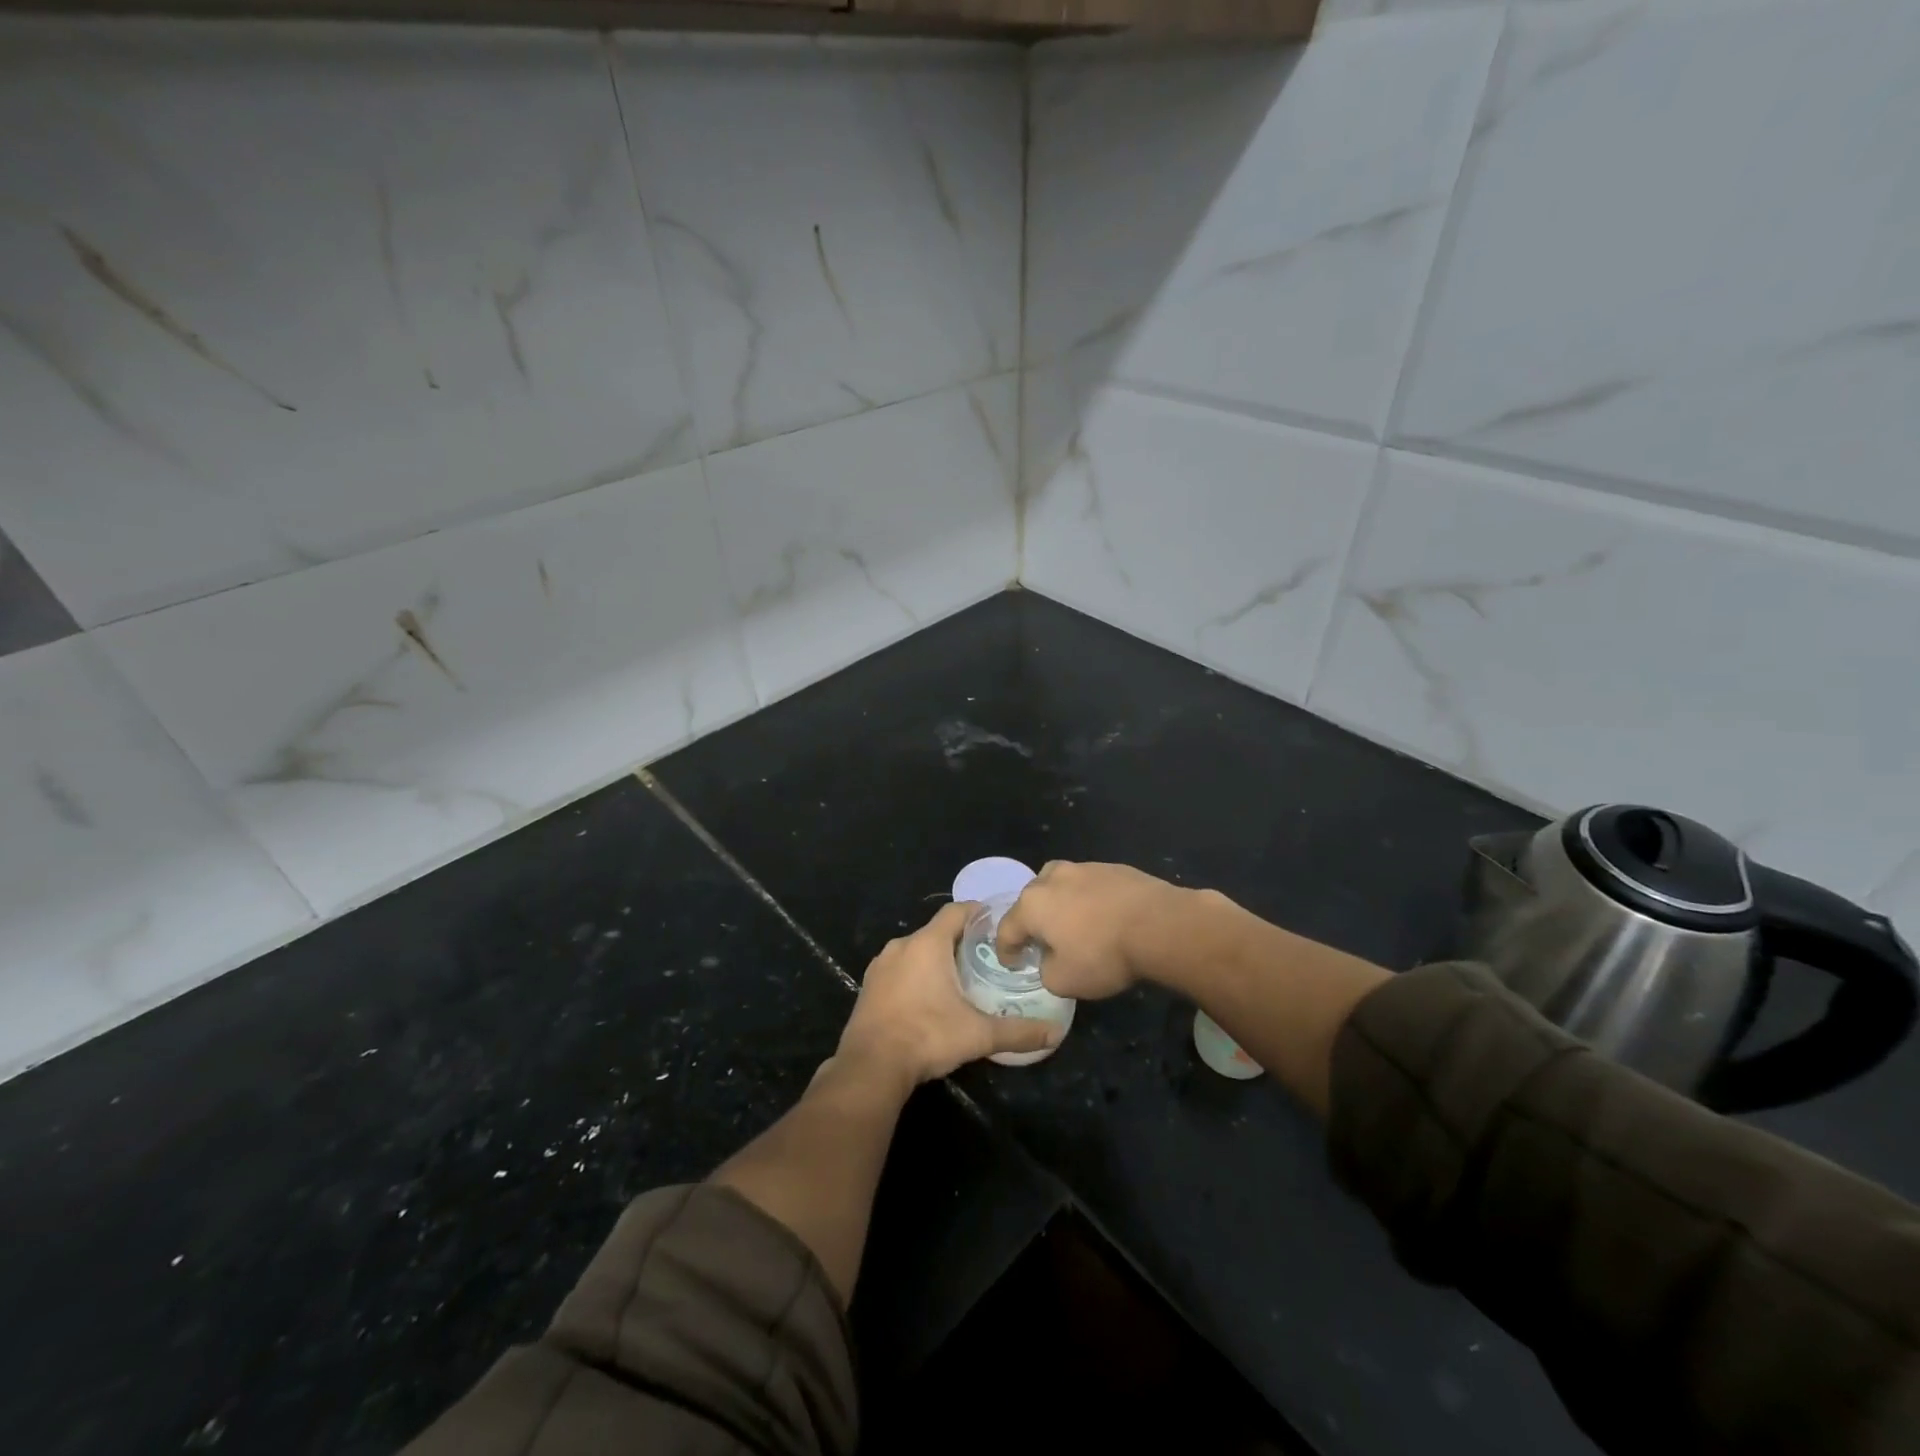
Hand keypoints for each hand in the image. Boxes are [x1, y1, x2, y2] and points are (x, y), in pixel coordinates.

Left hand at [837, 902, 1059, 1085]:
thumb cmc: (927, 1036)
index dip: (977, 912)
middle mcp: (901, 946)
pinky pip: (898, 969)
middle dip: (960, 940)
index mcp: (927, 944)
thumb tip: (1055, 1034)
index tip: (996, 923)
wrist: (870, 1067)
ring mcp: (880, 966)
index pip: (956, 911)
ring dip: (935, 959)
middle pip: (936, 931)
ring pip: (915, 951)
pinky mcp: (868, 987)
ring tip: (960, 977)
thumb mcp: (978, 1035)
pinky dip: (915, 975)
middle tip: (985, 956)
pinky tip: (928, 998)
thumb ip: (1018, 1032)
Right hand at [995, 861, 1220, 1000]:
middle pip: (1031, 899)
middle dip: (1031, 921)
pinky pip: (1089, 885)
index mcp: (1033, 904)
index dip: (1006, 950)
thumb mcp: (1064, 981)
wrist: (1160, 925)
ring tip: (1073, 925)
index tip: (1012, 964)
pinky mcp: (1112, 867)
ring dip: (1060, 905)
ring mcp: (1084, 867)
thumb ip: (1046, 971)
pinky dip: (1089, 900)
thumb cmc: (1104, 954)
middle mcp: (1052, 878)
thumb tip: (1050, 960)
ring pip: (1060, 886)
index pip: (1007, 928)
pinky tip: (1103, 917)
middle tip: (1041, 942)